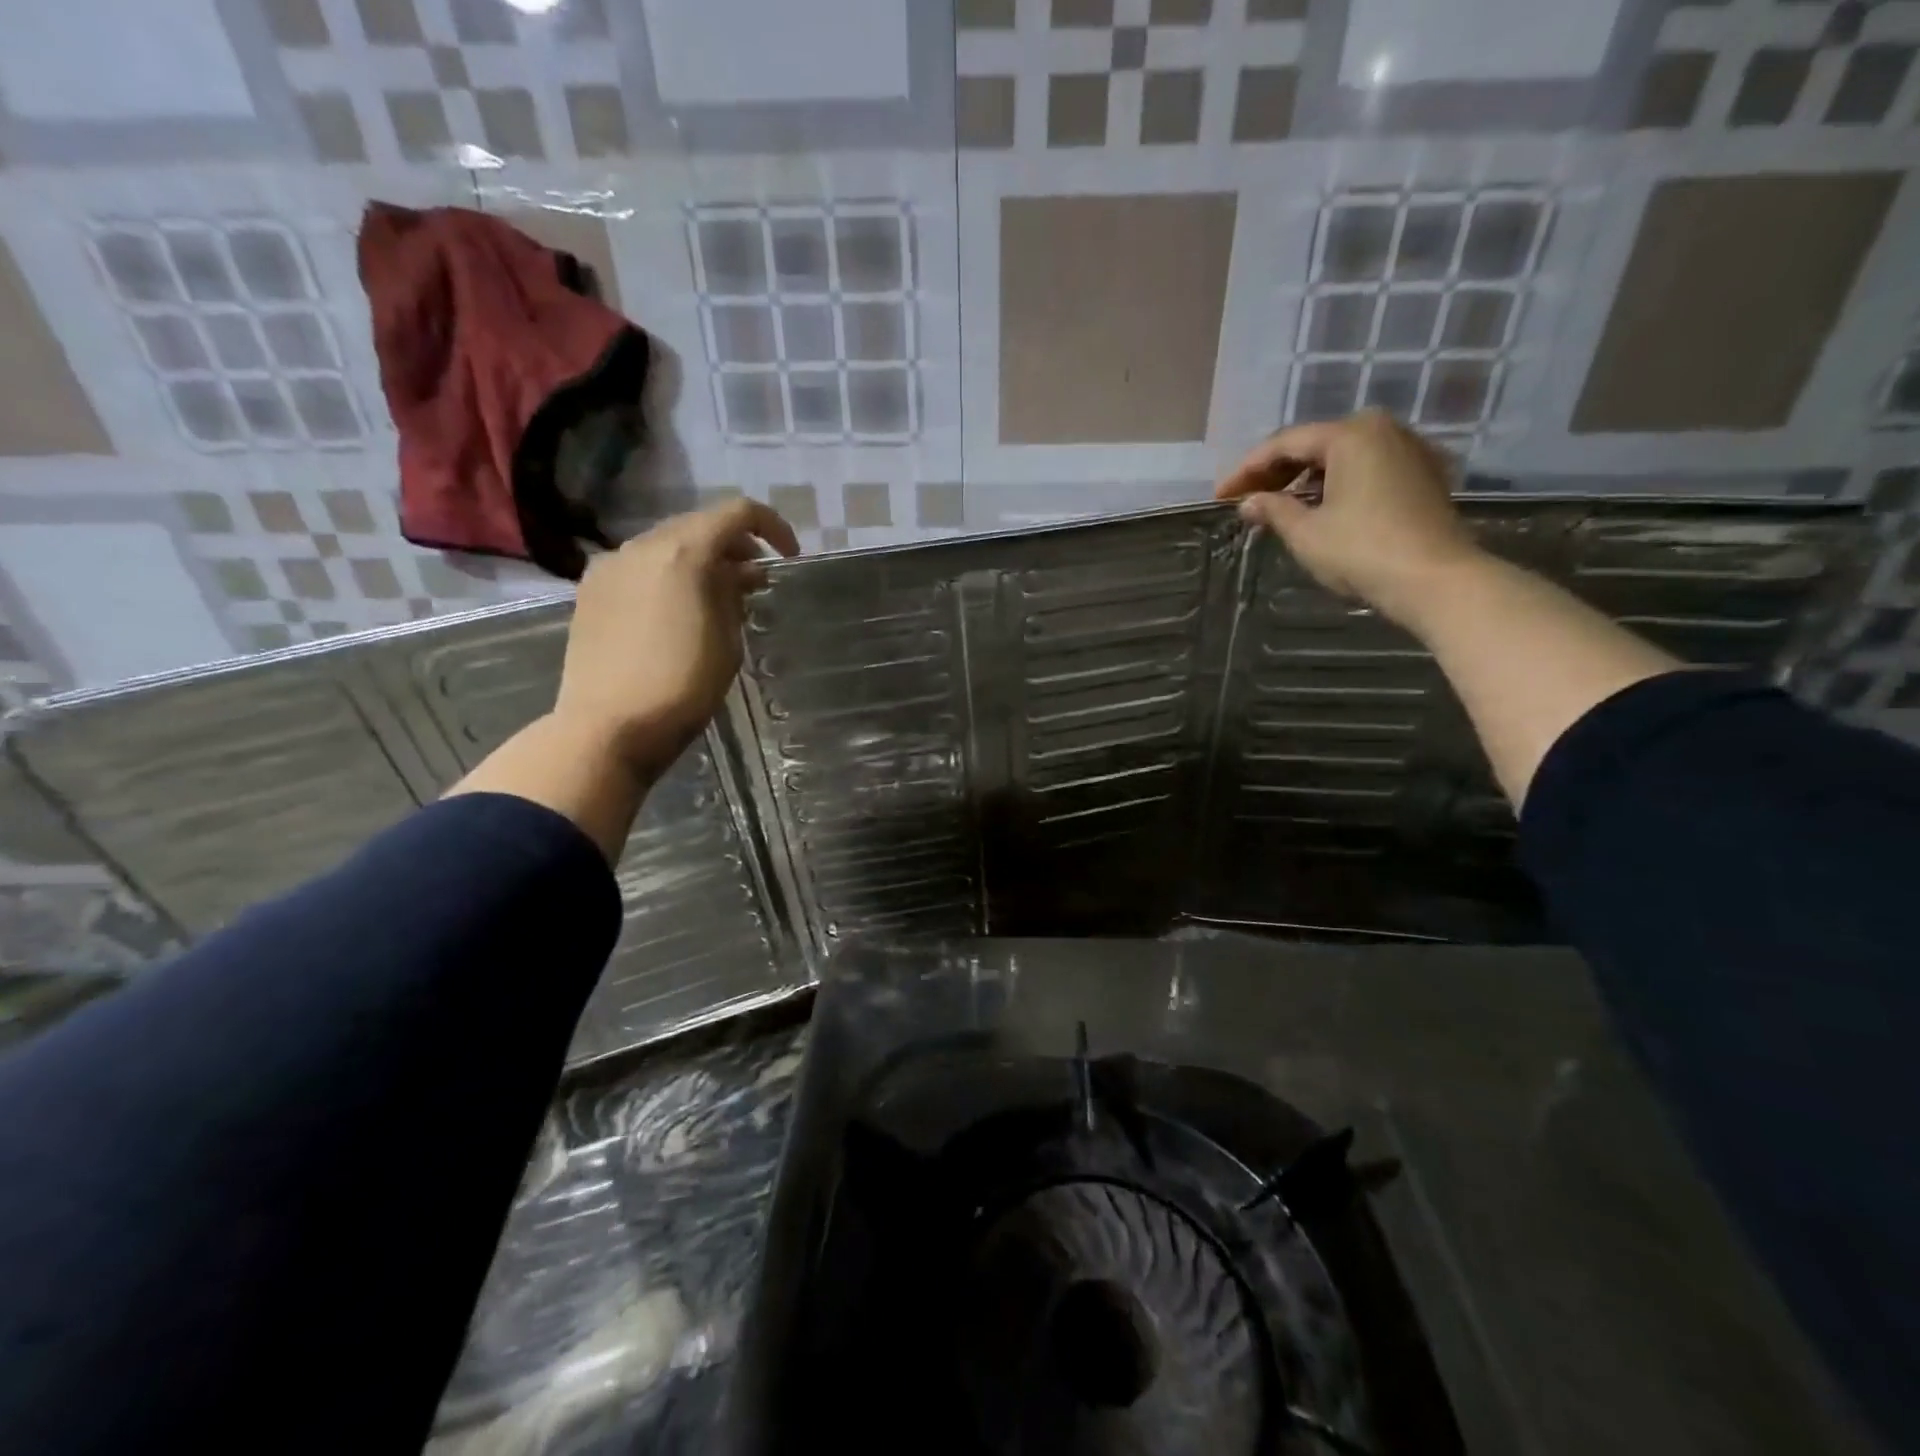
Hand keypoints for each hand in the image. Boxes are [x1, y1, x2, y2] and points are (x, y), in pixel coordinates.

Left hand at [551, 499, 798, 773]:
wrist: (608, 727)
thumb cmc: (682, 687)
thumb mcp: (727, 641)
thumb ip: (733, 595)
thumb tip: (737, 574)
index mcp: (683, 552)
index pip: (738, 513)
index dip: (772, 528)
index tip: (788, 558)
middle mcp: (642, 546)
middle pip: (698, 525)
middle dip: (734, 546)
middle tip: (756, 581)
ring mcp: (610, 567)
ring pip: (666, 546)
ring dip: (699, 561)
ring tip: (719, 598)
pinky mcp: (590, 592)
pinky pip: (639, 568)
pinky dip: (668, 576)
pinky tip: (678, 611)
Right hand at [1215, 411, 1482, 627]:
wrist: (1435, 580)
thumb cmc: (1362, 551)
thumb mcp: (1306, 533)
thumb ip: (1273, 510)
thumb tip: (1248, 502)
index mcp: (1351, 434)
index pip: (1285, 443)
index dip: (1247, 469)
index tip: (1221, 495)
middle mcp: (1382, 430)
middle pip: (1315, 444)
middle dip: (1277, 471)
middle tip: (1246, 498)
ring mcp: (1407, 450)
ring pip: (1341, 456)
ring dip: (1305, 478)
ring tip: (1276, 505)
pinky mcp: (1421, 475)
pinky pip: (1366, 468)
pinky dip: (1336, 484)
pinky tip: (1317, 507)